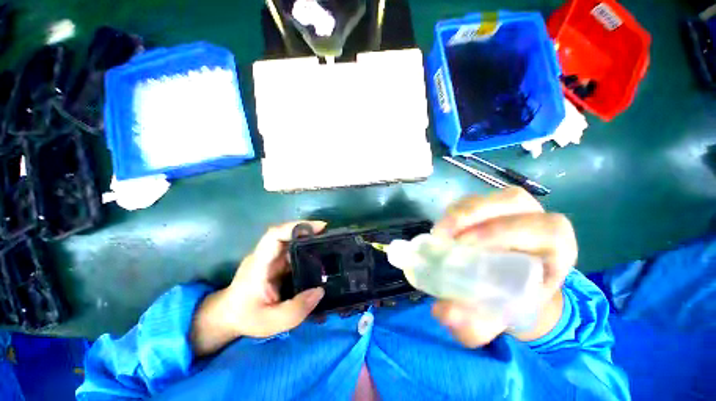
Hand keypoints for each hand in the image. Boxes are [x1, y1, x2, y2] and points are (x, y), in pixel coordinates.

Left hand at [191, 221, 326, 355]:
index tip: (319, 227)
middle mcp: (266, 256)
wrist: (229, 317)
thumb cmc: (246, 317)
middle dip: (308, 231)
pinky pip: (293, 251)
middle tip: (329, 236)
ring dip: (309, 239)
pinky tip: (319, 257)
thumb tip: (320, 291)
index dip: (295, 227)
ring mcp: (272, 258)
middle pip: (286, 234)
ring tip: (328, 245)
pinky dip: (307, 249)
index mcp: (259, 264)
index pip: (274, 236)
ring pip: (291, 241)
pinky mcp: (277, 263)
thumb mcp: (270, 322)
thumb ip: (295, 310)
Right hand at [430, 187, 576, 347]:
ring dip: (458, 214)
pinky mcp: (486, 208)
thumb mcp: (498, 320)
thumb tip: (443, 312)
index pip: (546, 229)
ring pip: (486, 199)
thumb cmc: (511, 303)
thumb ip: (475, 324)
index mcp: (557, 249)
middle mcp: (536, 221)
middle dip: (473, 216)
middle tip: (443, 236)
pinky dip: (451, 213)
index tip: (466, 248)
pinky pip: (468, 202)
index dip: (505, 232)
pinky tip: (442, 231)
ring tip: (439, 234)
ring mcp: (509, 211)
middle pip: (511, 201)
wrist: (511, 290)